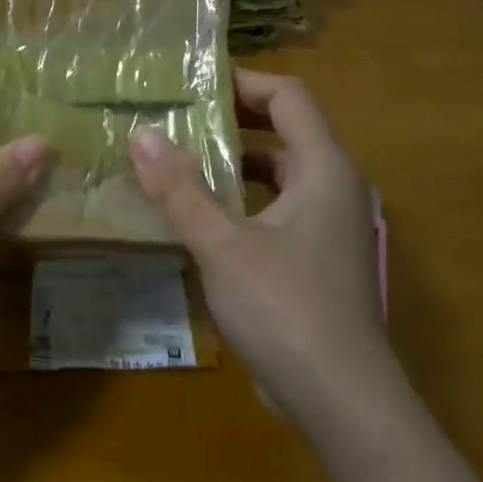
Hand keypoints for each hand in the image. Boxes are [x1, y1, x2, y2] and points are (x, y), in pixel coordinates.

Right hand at [129, 70, 393, 411]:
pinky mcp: (316, 262)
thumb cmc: (285, 308)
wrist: (341, 399)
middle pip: (284, 134)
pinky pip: (275, 212)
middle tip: (173, 122)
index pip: (288, 98)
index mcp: (324, 170)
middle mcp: (334, 189)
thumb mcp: (222, 244)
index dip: (242, 82)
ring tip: (176, 164)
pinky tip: (198, 219)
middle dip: (230, 123)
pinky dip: (240, 203)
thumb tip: (141, 134)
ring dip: (232, 166)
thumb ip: (180, 188)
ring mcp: (328, 228)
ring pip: (278, 177)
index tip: (191, 84)